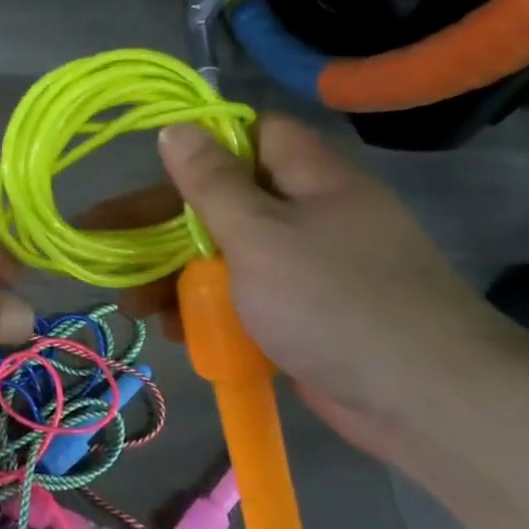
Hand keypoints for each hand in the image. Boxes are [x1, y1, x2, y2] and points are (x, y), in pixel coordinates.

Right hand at [84, 116, 520, 453]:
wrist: (424, 399)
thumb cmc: (332, 300)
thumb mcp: (259, 233)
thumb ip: (211, 183)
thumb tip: (176, 128)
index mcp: (308, 178)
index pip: (249, 135)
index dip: (200, 146)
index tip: (150, 171)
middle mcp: (308, 215)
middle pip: (221, 204)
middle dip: (161, 229)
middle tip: (104, 248)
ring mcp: (307, 269)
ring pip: (226, 257)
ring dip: (176, 278)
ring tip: (133, 306)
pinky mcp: (303, 315)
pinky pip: (243, 300)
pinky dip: (207, 312)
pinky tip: (175, 331)